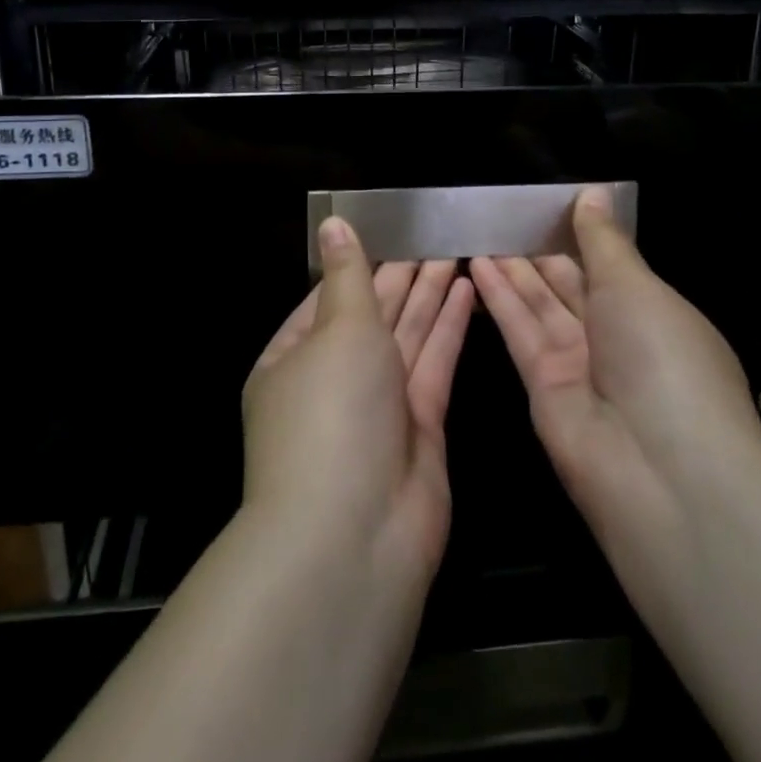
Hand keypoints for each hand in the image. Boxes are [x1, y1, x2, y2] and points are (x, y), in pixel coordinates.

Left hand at [243, 218, 475, 580]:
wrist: (354, 537)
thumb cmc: (331, 412)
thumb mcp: (337, 329)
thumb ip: (348, 276)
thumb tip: (333, 224)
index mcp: (293, 356)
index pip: (329, 295)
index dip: (361, 262)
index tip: (391, 227)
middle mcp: (334, 379)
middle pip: (372, 313)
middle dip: (401, 273)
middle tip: (434, 230)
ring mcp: (378, 405)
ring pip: (407, 334)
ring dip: (429, 292)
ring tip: (455, 249)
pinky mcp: (421, 426)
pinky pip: (434, 362)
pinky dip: (449, 326)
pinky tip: (466, 289)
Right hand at [469, 187, 760, 557]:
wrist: (660, 469)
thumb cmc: (663, 356)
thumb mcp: (637, 285)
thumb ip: (603, 240)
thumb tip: (593, 191)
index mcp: (652, 312)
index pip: (609, 266)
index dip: (578, 236)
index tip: (545, 206)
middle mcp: (616, 338)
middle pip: (569, 286)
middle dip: (538, 253)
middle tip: (500, 216)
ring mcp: (578, 364)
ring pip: (539, 305)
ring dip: (511, 270)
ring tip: (478, 233)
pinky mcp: (542, 387)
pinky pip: (521, 331)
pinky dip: (500, 298)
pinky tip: (476, 265)